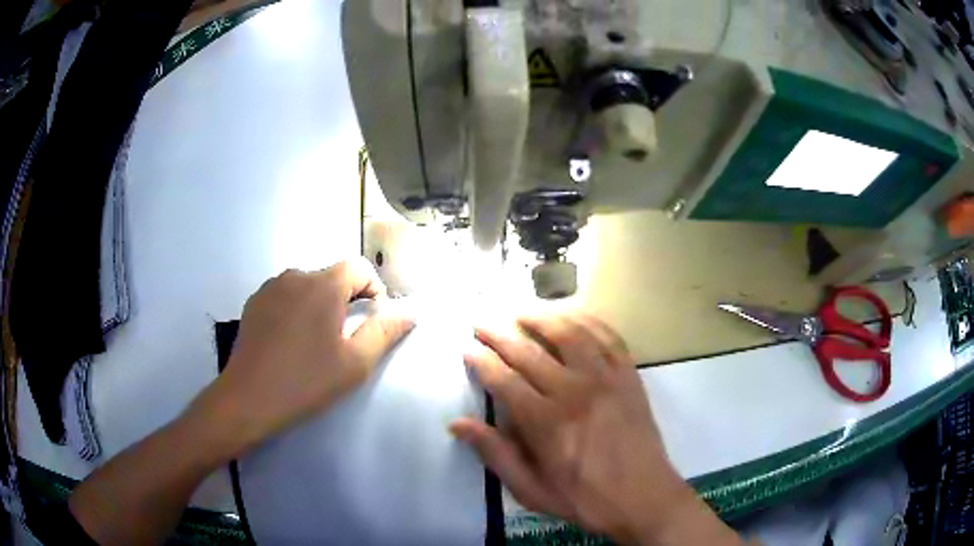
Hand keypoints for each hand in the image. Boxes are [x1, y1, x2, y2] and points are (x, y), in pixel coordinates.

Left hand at [189, 258, 413, 457]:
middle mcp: (295, 276)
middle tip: (344, 340)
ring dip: (319, 305)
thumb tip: (410, 311)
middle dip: (346, 301)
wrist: (248, 399)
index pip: (359, 267)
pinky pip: (285, 296)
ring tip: (315, 343)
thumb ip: (385, 332)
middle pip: (332, 277)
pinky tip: (289, 342)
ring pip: (307, 286)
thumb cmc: (306, 382)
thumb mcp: (355, 363)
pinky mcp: (254, 302)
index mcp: (323, 285)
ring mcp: (270, 287)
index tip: (372, 321)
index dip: (374, 290)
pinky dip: (295, 310)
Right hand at [451, 314, 740, 544]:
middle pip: (529, 352)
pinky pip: (607, 337)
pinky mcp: (629, 375)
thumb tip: (457, 424)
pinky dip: (587, 321)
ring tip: (520, 310)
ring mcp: (606, 379)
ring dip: (541, 317)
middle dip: (499, 334)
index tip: (467, 349)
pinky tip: (572, 316)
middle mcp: (574, 391)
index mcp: (546, 423)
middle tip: (481, 322)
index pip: (504, 380)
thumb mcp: (531, 490)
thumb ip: (496, 454)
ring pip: (569, 334)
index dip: (481, 362)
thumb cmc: (584, 498)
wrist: (643, 496)